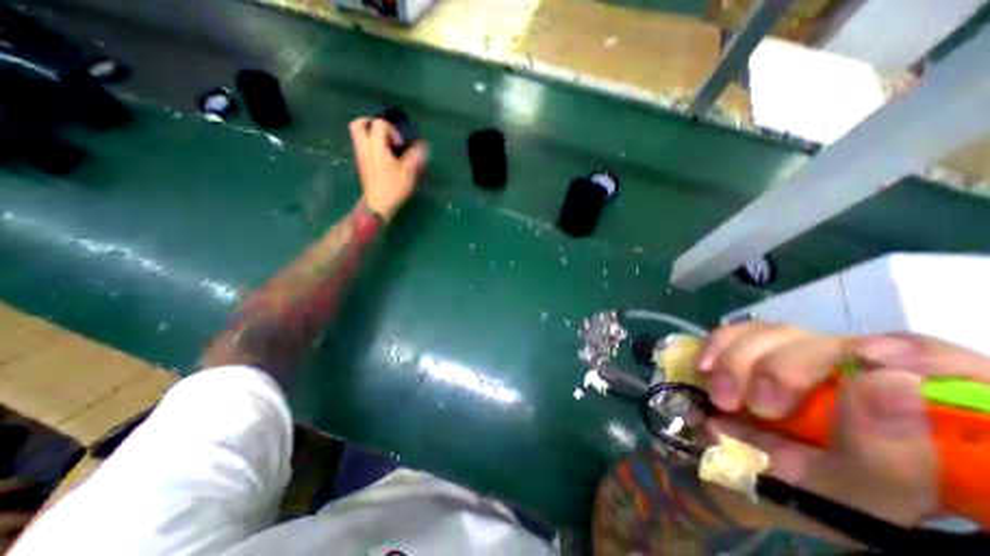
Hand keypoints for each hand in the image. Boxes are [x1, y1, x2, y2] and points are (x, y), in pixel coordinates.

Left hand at [348, 116, 424, 220]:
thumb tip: (423, 145)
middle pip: (359, 124)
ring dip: (371, 135)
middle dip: (372, 124)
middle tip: (386, 134)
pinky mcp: (361, 164)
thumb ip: (416, 155)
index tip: (401, 145)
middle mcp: (364, 146)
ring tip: (386, 146)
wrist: (378, 204)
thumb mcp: (409, 171)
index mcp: (375, 145)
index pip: (379, 124)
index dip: (393, 130)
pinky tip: (384, 157)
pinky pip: (362, 146)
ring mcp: (360, 155)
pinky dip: (371, 146)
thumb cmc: (393, 187)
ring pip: (358, 135)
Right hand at [699, 325, 988, 530]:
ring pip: (775, 332)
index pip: (943, 364)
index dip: (913, 353)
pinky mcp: (753, 347)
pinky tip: (704, 368)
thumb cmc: (800, 495)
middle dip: (783, 369)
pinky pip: (734, 331)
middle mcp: (856, 375)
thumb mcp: (849, 496)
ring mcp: (797, 355)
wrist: (729, 468)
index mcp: (914, 418)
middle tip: (757, 407)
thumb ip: (885, 457)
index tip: (869, 359)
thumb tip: (891, 381)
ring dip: (737, 362)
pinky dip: (716, 346)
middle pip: (834, 341)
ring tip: (722, 399)